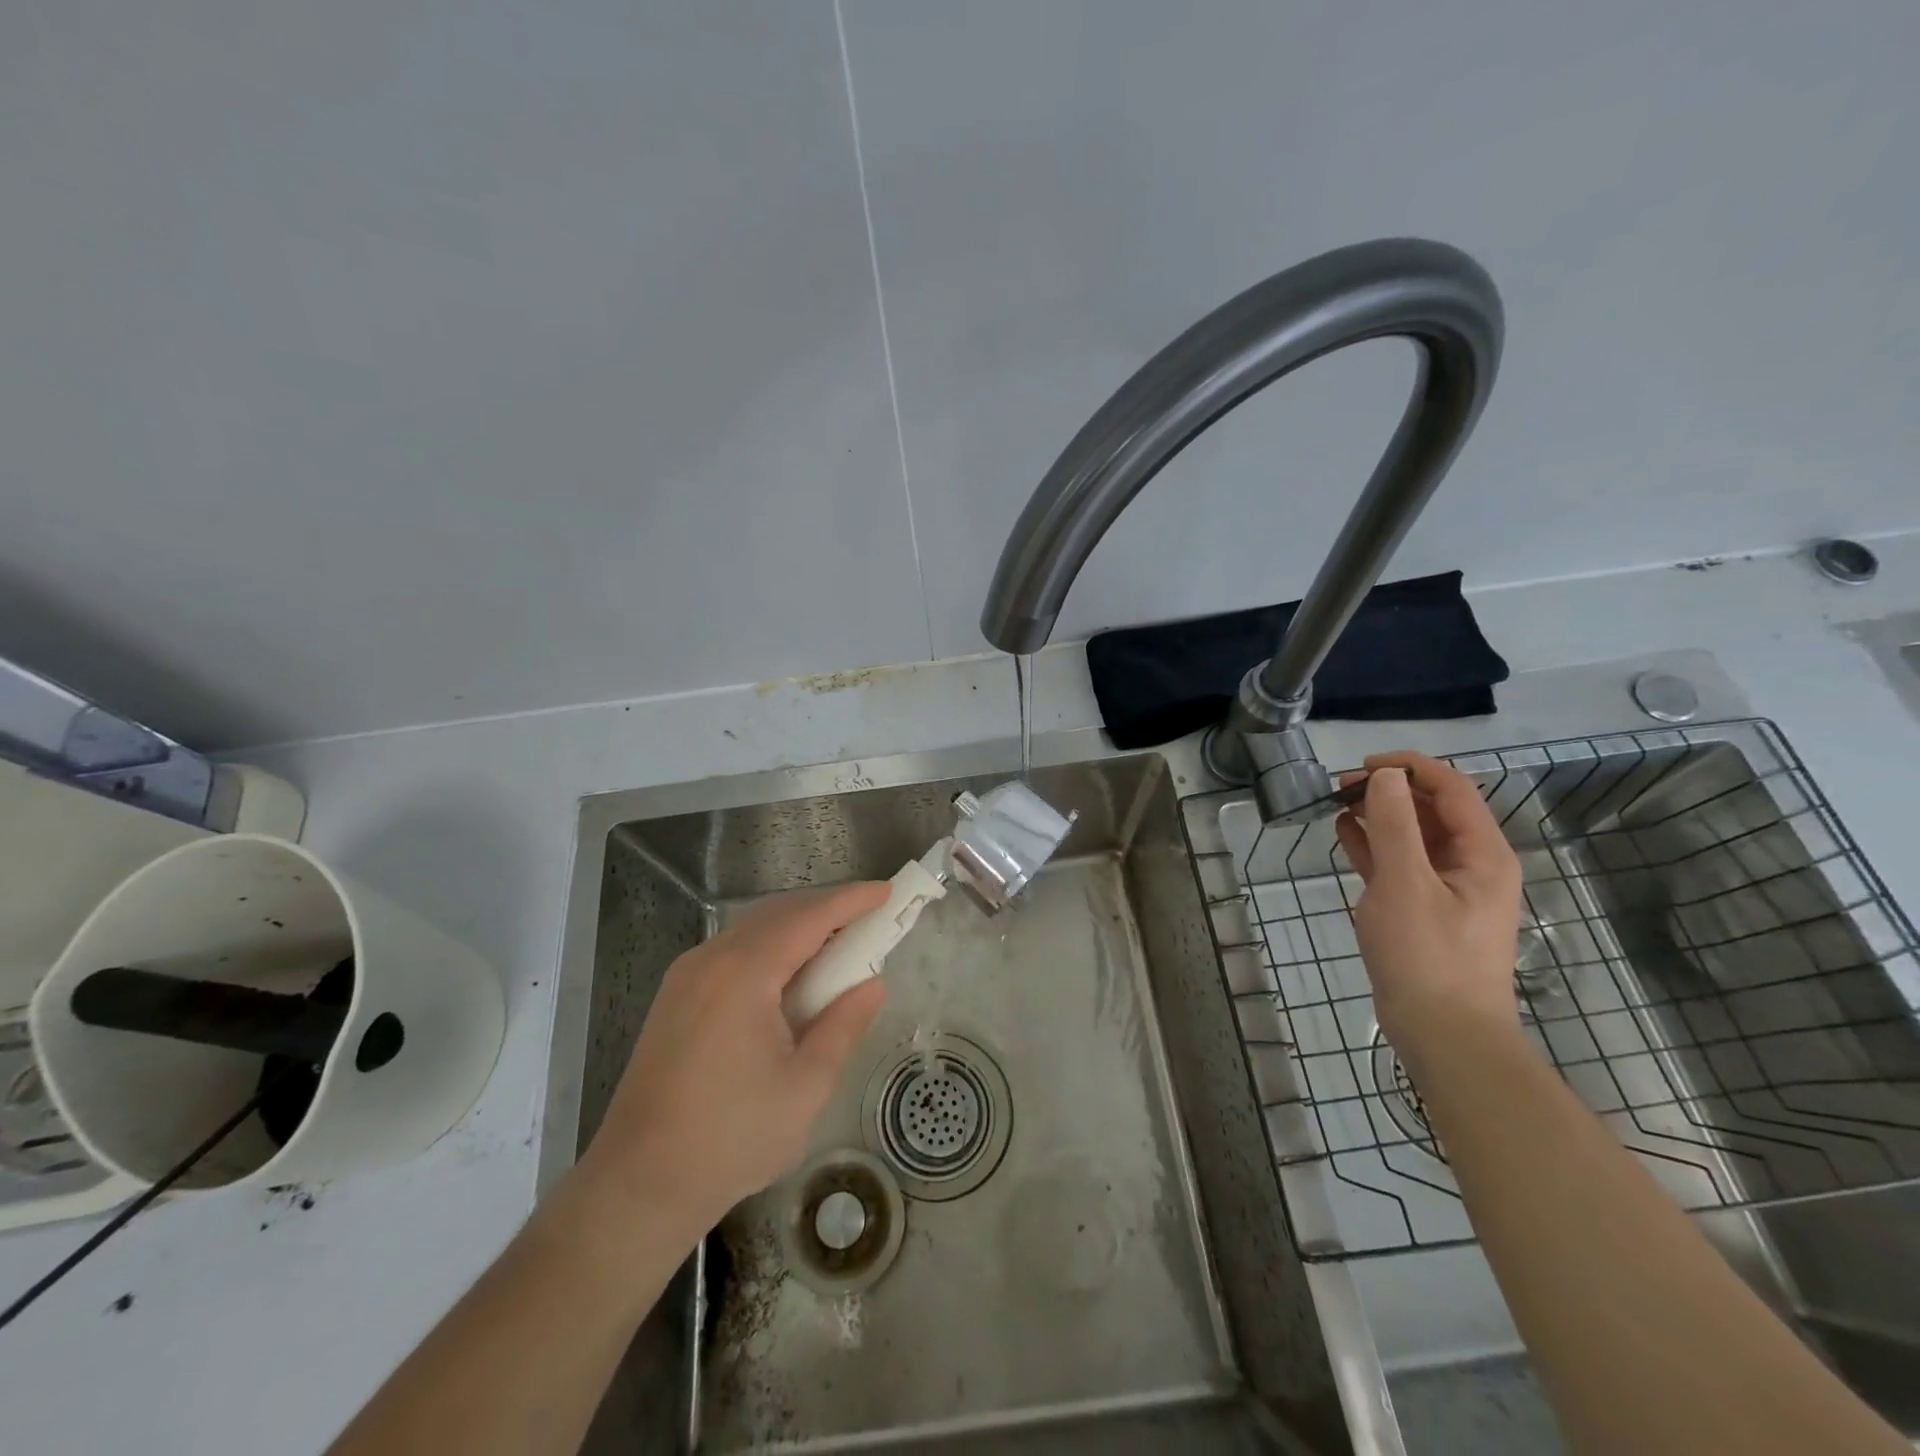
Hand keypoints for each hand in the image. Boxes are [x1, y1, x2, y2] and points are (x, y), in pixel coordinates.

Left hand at [576, 882, 889, 1239]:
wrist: (638, 1184)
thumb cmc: (731, 1138)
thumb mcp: (805, 1086)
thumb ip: (843, 1026)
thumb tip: (873, 984)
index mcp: (744, 974)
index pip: (808, 918)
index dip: (850, 901)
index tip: (887, 891)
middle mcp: (711, 959)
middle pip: (777, 912)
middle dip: (826, 907)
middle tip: (869, 917)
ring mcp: (687, 975)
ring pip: (752, 927)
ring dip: (797, 925)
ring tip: (837, 942)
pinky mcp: (676, 995)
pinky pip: (733, 949)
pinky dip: (770, 945)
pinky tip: (790, 971)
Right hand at [1333, 753, 1523, 1062]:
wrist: (1443, 1034)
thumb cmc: (1427, 955)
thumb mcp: (1405, 883)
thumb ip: (1395, 824)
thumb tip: (1386, 775)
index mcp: (1482, 853)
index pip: (1452, 788)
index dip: (1409, 767)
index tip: (1362, 764)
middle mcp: (1470, 864)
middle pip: (1432, 809)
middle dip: (1389, 790)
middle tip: (1340, 786)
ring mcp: (1447, 888)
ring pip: (1413, 835)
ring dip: (1379, 815)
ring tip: (1337, 803)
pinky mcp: (1423, 909)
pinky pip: (1400, 864)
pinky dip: (1374, 845)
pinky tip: (1345, 833)